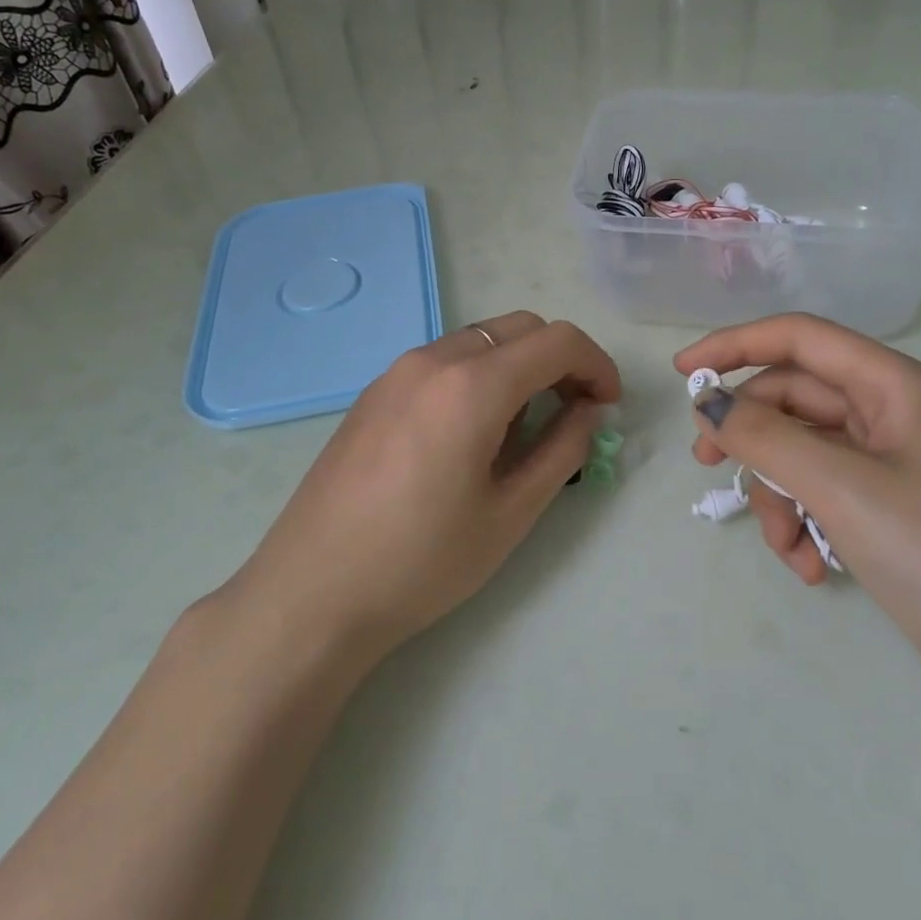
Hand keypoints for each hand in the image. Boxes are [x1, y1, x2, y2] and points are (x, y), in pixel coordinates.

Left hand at [235, 312, 620, 661]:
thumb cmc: (421, 562)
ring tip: (524, 426)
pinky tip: (473, 430)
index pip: (557, 341)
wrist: (312, 592)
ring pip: (481, 339)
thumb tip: (588, 410)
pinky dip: (480, 374)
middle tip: (574, 411)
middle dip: (560, 358)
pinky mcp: (375, 390)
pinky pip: (445, 360)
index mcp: (472, 385)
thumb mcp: (510, 513)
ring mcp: (397, 370)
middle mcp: (434, 359)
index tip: (608, 404)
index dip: (596, 364)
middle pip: (520, 328)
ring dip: (518, 365)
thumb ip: (561, 449)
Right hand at [676, 314, 920, 724]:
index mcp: (893, 385)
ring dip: (780, 495)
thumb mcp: (843, 488)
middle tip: (707, 463)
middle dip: (751, 434)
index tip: (681, 374)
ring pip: (803, 452)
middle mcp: (891, 413)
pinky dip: (806, 524)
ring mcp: (892, 464)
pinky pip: (824, 494)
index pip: (798, 338)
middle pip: (795, 398)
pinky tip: (812, 568)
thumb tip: (711, 404)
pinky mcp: (891, 510)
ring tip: (787, 549)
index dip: (734, 346)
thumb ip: (766, 437)